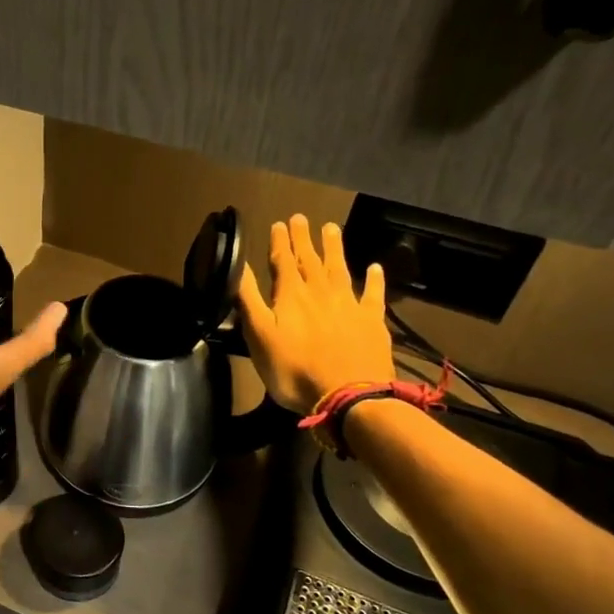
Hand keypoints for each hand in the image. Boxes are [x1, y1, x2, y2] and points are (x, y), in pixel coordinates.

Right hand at [236, 215, 393, 411]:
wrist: (348, 396)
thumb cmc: (294, 370)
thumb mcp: (259, 336)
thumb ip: (249, 299)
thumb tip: (238, 266)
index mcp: (290, 296)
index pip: (282, 261)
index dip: (280, 242)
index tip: (279, 223)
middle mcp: (320, 292)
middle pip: (310, 260)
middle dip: (304, 239)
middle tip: (301, 218)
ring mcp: (349, 305)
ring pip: (339, 269)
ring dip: (334, 248)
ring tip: (331, 228)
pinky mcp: (372, 322)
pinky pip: (373, 294)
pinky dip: (374, 280)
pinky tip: (375, 268)